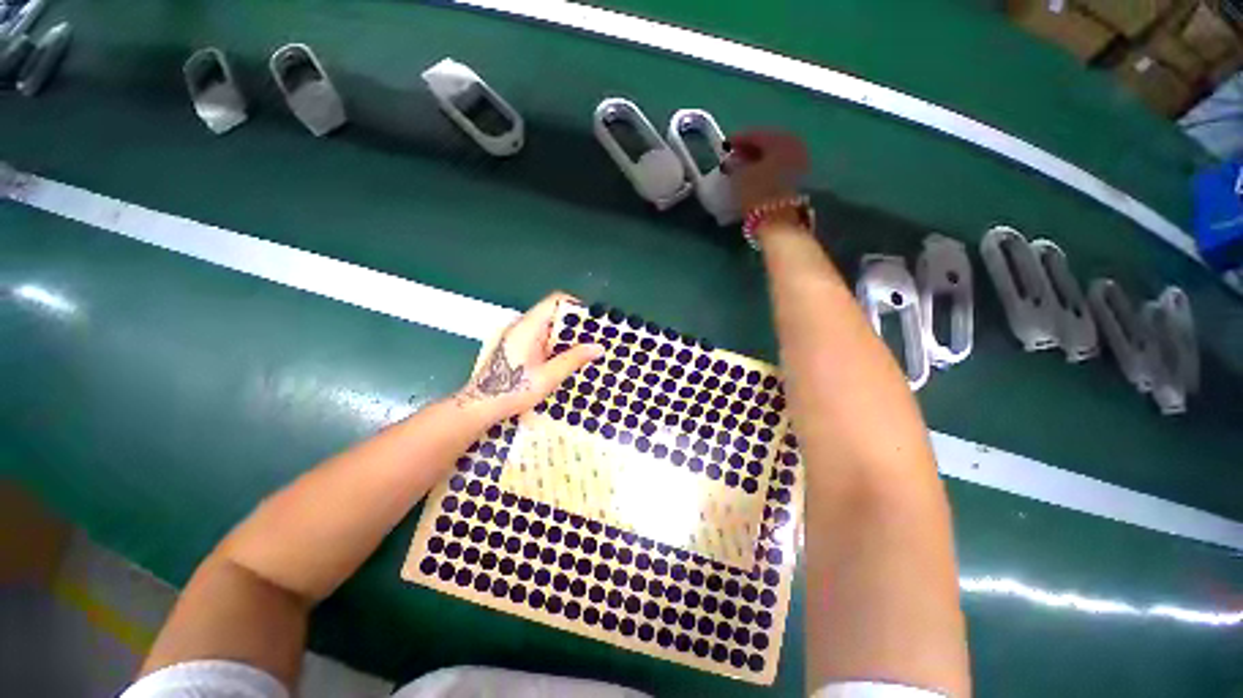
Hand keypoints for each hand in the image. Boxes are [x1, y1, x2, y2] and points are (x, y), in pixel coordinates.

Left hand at [455, 292, 603, 419]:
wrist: (480, 406)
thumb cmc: (513, 390)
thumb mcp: (549, 376)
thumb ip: (574, 359)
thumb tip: (598, 347)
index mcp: (528, 326)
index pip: (555, 301)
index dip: (576, 307)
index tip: (593, 322)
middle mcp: (521, 325)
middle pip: (553, 313)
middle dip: (574, 326)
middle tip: (593, 340)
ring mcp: (516, 335)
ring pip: (547, 326)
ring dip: (565, 337)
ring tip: (583, 351)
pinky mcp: (514, 346)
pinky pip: (539, 337)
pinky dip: (554, 344)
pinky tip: (564, 360)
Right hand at [723, 130, 809, 212]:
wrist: (777, 220)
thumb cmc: (757, 193)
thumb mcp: (739, 176)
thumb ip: (733, 164)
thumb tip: (730, 161)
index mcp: (779, 140)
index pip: (755, 135)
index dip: (737, 140)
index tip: (724, 147)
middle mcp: (793, 146)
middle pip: (767, 144)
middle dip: (750, 150)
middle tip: (734, 157)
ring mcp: (798, 164)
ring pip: (773, 157)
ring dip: (758, 161)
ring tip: (742, 169)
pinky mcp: (797, 180)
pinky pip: (778, 168)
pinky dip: (766, 170)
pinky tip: (754, 177)